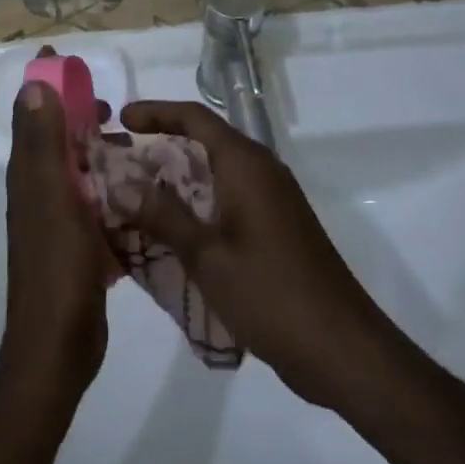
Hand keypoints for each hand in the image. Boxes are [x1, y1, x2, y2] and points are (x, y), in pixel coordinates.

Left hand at [0, 54, 116, 397]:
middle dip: (80, 118)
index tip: (65, 61)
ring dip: (101, 155)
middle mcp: (39, 192)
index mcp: (29, 176)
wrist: (59, 346)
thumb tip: (33, 86)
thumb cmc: (56, 267)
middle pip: (57, 141)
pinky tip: (140, 192)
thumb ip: (42, 143)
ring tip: (137, 149)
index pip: (32, 114)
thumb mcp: (51, 197)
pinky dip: (112, 191)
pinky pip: (95, 205)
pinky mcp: (78, 245)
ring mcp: (58, 221)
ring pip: (79, 172)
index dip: (45, 85)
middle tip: (114, 111)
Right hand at [121, 100, 383, 407]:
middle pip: (205, 140)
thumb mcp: (207, 257)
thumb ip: (164, 215)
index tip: (121, 121)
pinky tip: (172, 231)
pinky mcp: (277, 226)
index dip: (155, 112)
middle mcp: (261, 170)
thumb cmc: (272, 296)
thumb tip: (122, 182)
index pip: (195, 117)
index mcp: (246, 165)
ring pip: (216, 171)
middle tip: (120, 163)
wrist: (344, 350)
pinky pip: (229, 197)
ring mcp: (273, 199)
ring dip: (178, 178)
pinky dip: (197, 203)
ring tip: (136, 196)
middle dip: (161, 146)